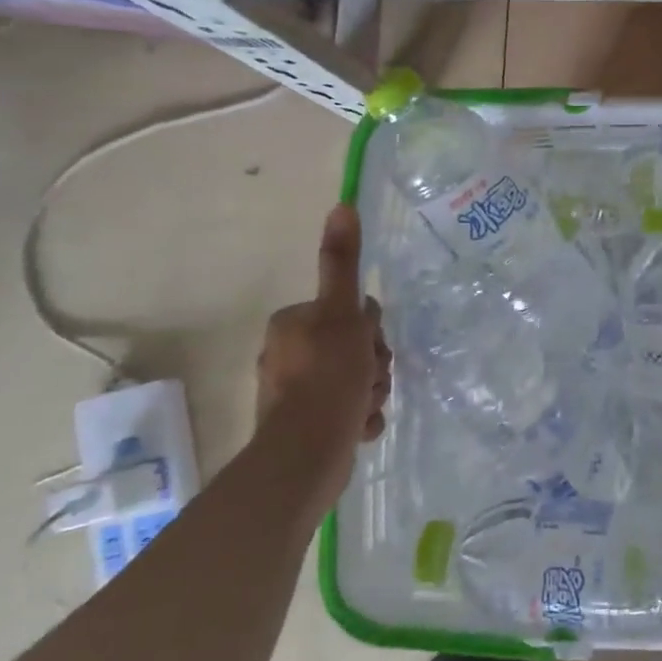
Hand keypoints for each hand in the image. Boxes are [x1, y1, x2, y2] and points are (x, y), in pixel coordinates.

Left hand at [256, 206, 391, 507]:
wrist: (306, 455)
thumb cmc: (328, 378)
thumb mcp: (342, 314)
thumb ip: (342, 263)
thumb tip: (341, 205)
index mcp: (294, 324)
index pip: (352, 313)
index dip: (370, 331)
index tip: (369, 349)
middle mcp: (289, 353)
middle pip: (356, 347)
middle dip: (373, 366)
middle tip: (370, 380)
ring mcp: (295, 393)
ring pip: (356, 379)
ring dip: (371, 392)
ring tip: (364, 408)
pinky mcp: (304, 425)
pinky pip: (347, 410)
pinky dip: (359, 417)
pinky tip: (359, 426)